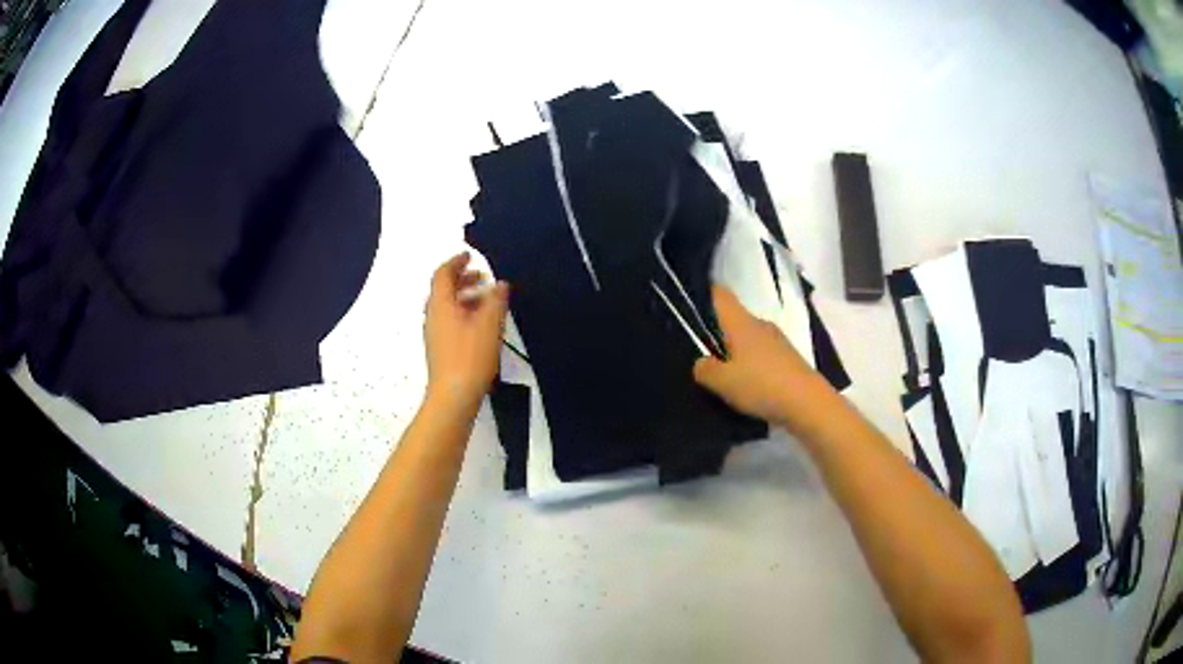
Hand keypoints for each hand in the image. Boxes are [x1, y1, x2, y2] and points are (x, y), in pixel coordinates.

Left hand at [424, 252, 508, 414]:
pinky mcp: (440, 348)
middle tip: (482, 276)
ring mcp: (434, 333)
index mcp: (441, 304)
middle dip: (462, 279)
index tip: (470, 255)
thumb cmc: (470, 357)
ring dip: (465, 297)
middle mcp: (433, 315)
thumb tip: (500, 285)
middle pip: (443, 289)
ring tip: (487, 300)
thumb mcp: (489, 324)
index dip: (456, 262)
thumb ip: (495, 300)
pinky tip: (482, 324)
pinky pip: (450, 321)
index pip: (443, 274)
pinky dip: (464, 313)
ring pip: (447, 306)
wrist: (454, 395)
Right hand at [693, 285, 823, 428]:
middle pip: (733, 319)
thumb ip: (705, 369)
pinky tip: (746, 386)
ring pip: (748, 339)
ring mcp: (777, 341)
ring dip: (735, 352)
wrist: (808, 404)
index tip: (688, 307)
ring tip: (722, 375)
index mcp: (742, 322)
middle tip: (700, 353)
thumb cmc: (762, 385)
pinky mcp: (788, 359)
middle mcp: (760, 325)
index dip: (703, 295)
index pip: (720, 294)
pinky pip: (761, 355)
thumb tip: (702, 362)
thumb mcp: (722, 382)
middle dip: (717, 333)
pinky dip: (751, 366)